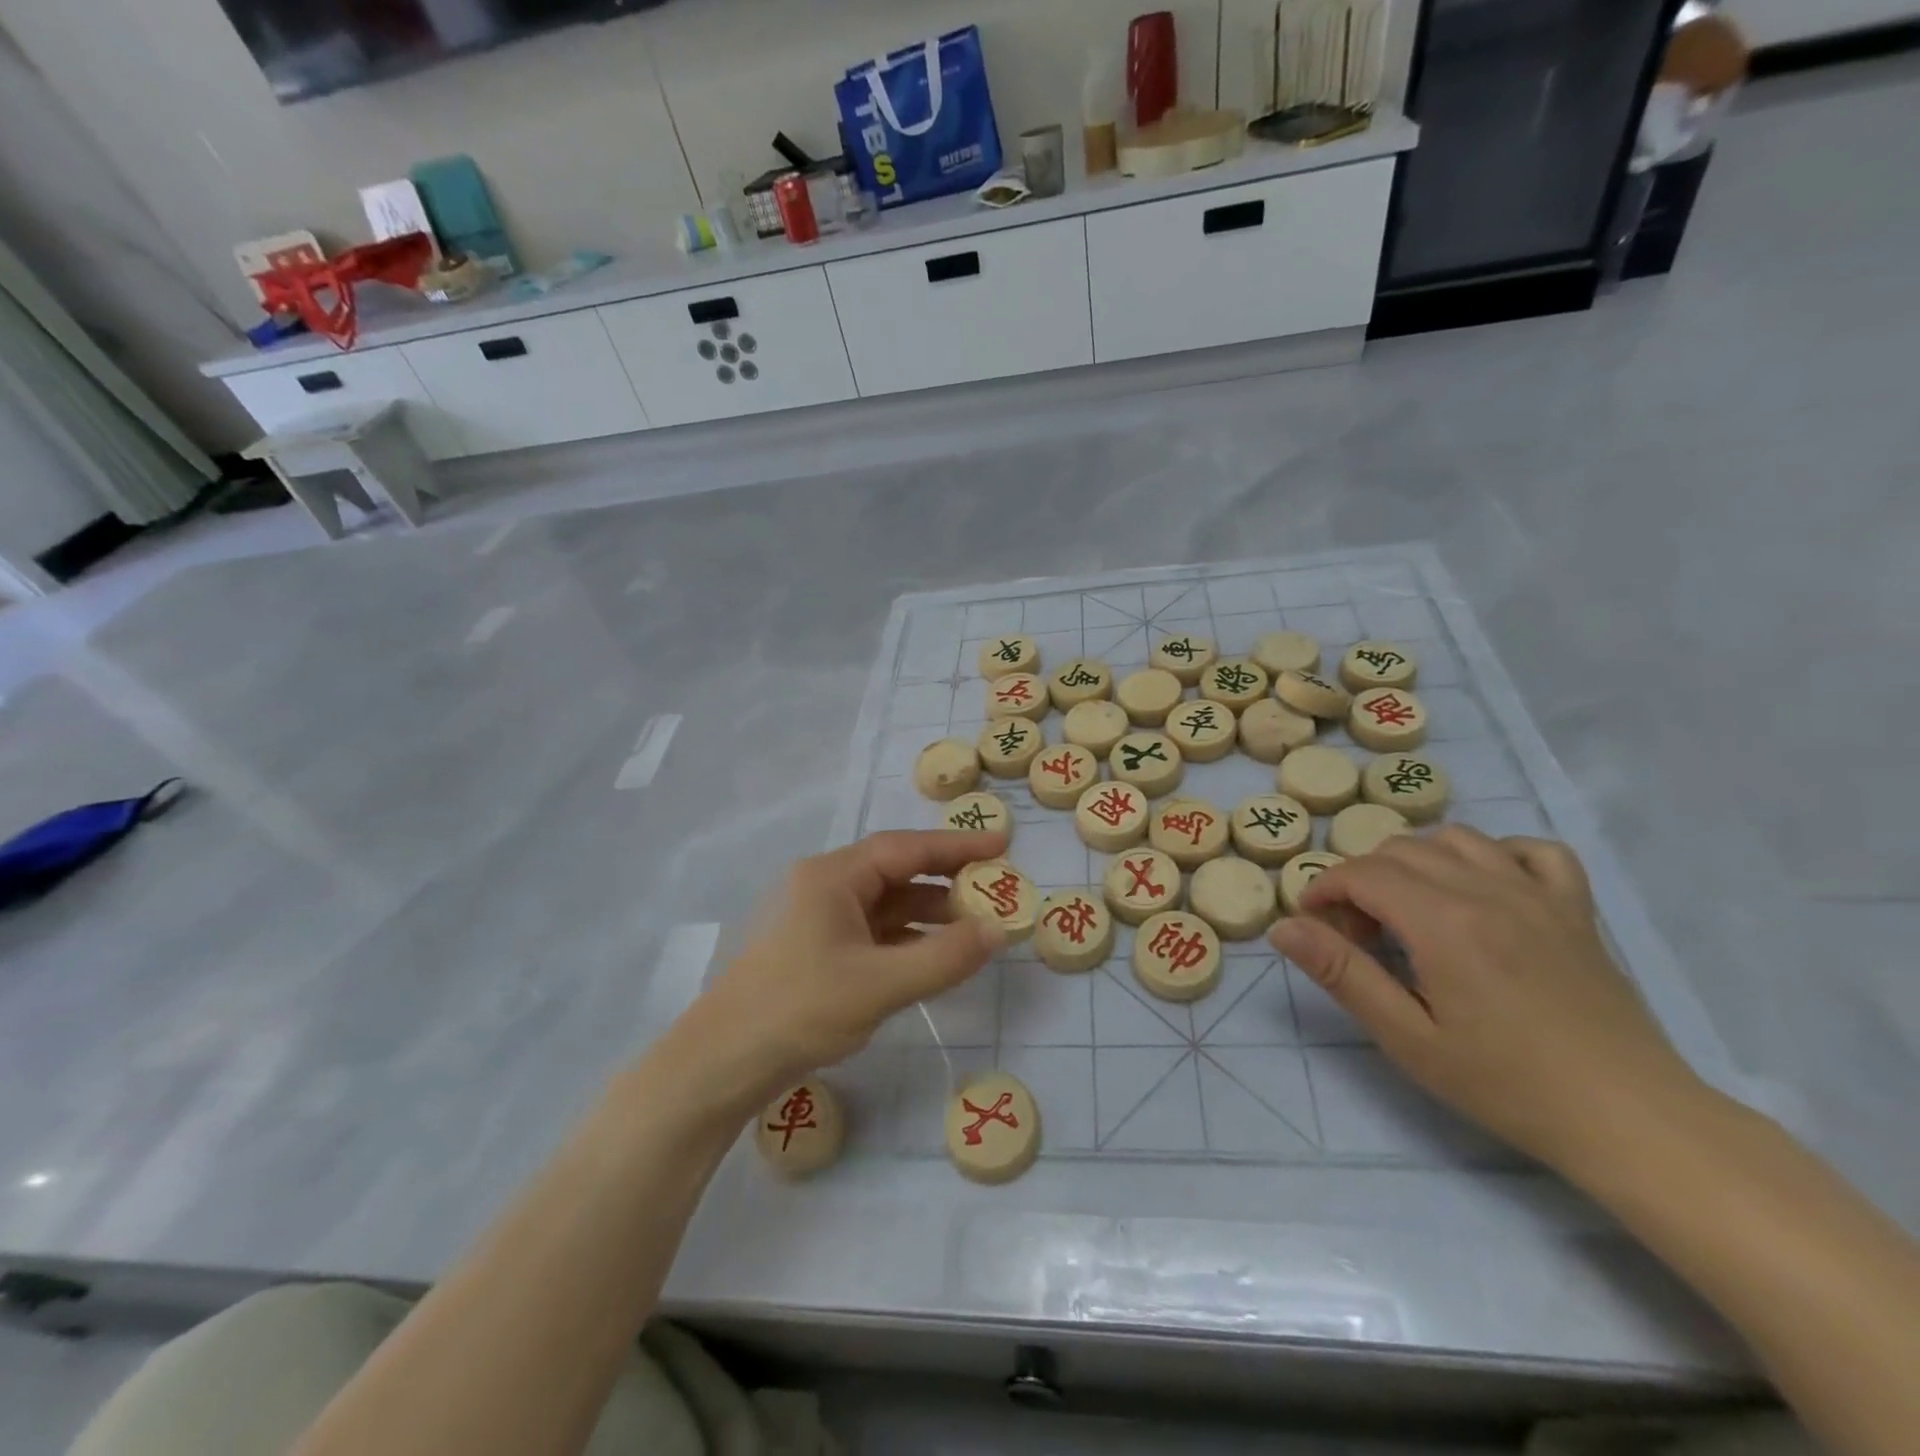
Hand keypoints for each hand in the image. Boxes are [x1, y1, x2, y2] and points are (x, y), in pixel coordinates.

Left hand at [686, 829, 1009, 1104]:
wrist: (723, 1063)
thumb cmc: (799, 1009)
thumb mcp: (880, 984)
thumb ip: (944, 956)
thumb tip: (998, 930)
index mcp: (833, 876)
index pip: (906, 848)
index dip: (956, 846)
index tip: (1002, 846)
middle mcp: (825, 886)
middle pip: (896, 872)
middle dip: (946, 881)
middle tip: (994, 889)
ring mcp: (819, 919)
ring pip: (886, 904)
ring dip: (929, 913)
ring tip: (974, 927)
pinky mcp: (818, 950)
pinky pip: (874, 932)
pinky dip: (907, 939)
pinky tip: (934, 955)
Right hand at [1269, 826, 1704, 1177]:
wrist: (1630, 1120)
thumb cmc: (1507, 1085)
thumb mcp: (1408, 1038)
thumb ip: (1343, 974)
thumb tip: (1284, 928)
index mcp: (1444, 924)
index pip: (1362, 873)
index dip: (1324, 889)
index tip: (1314, 925)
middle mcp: (1489, 892)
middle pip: (1401, 850)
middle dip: (1362, 881)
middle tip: (1359, 934)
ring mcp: (1539, 895)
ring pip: (1456, 839)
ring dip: (1417, 862)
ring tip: (1411, 910)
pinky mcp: (1576, 909)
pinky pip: (1532, 850)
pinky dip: (1495, 854)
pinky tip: (1483, 889)